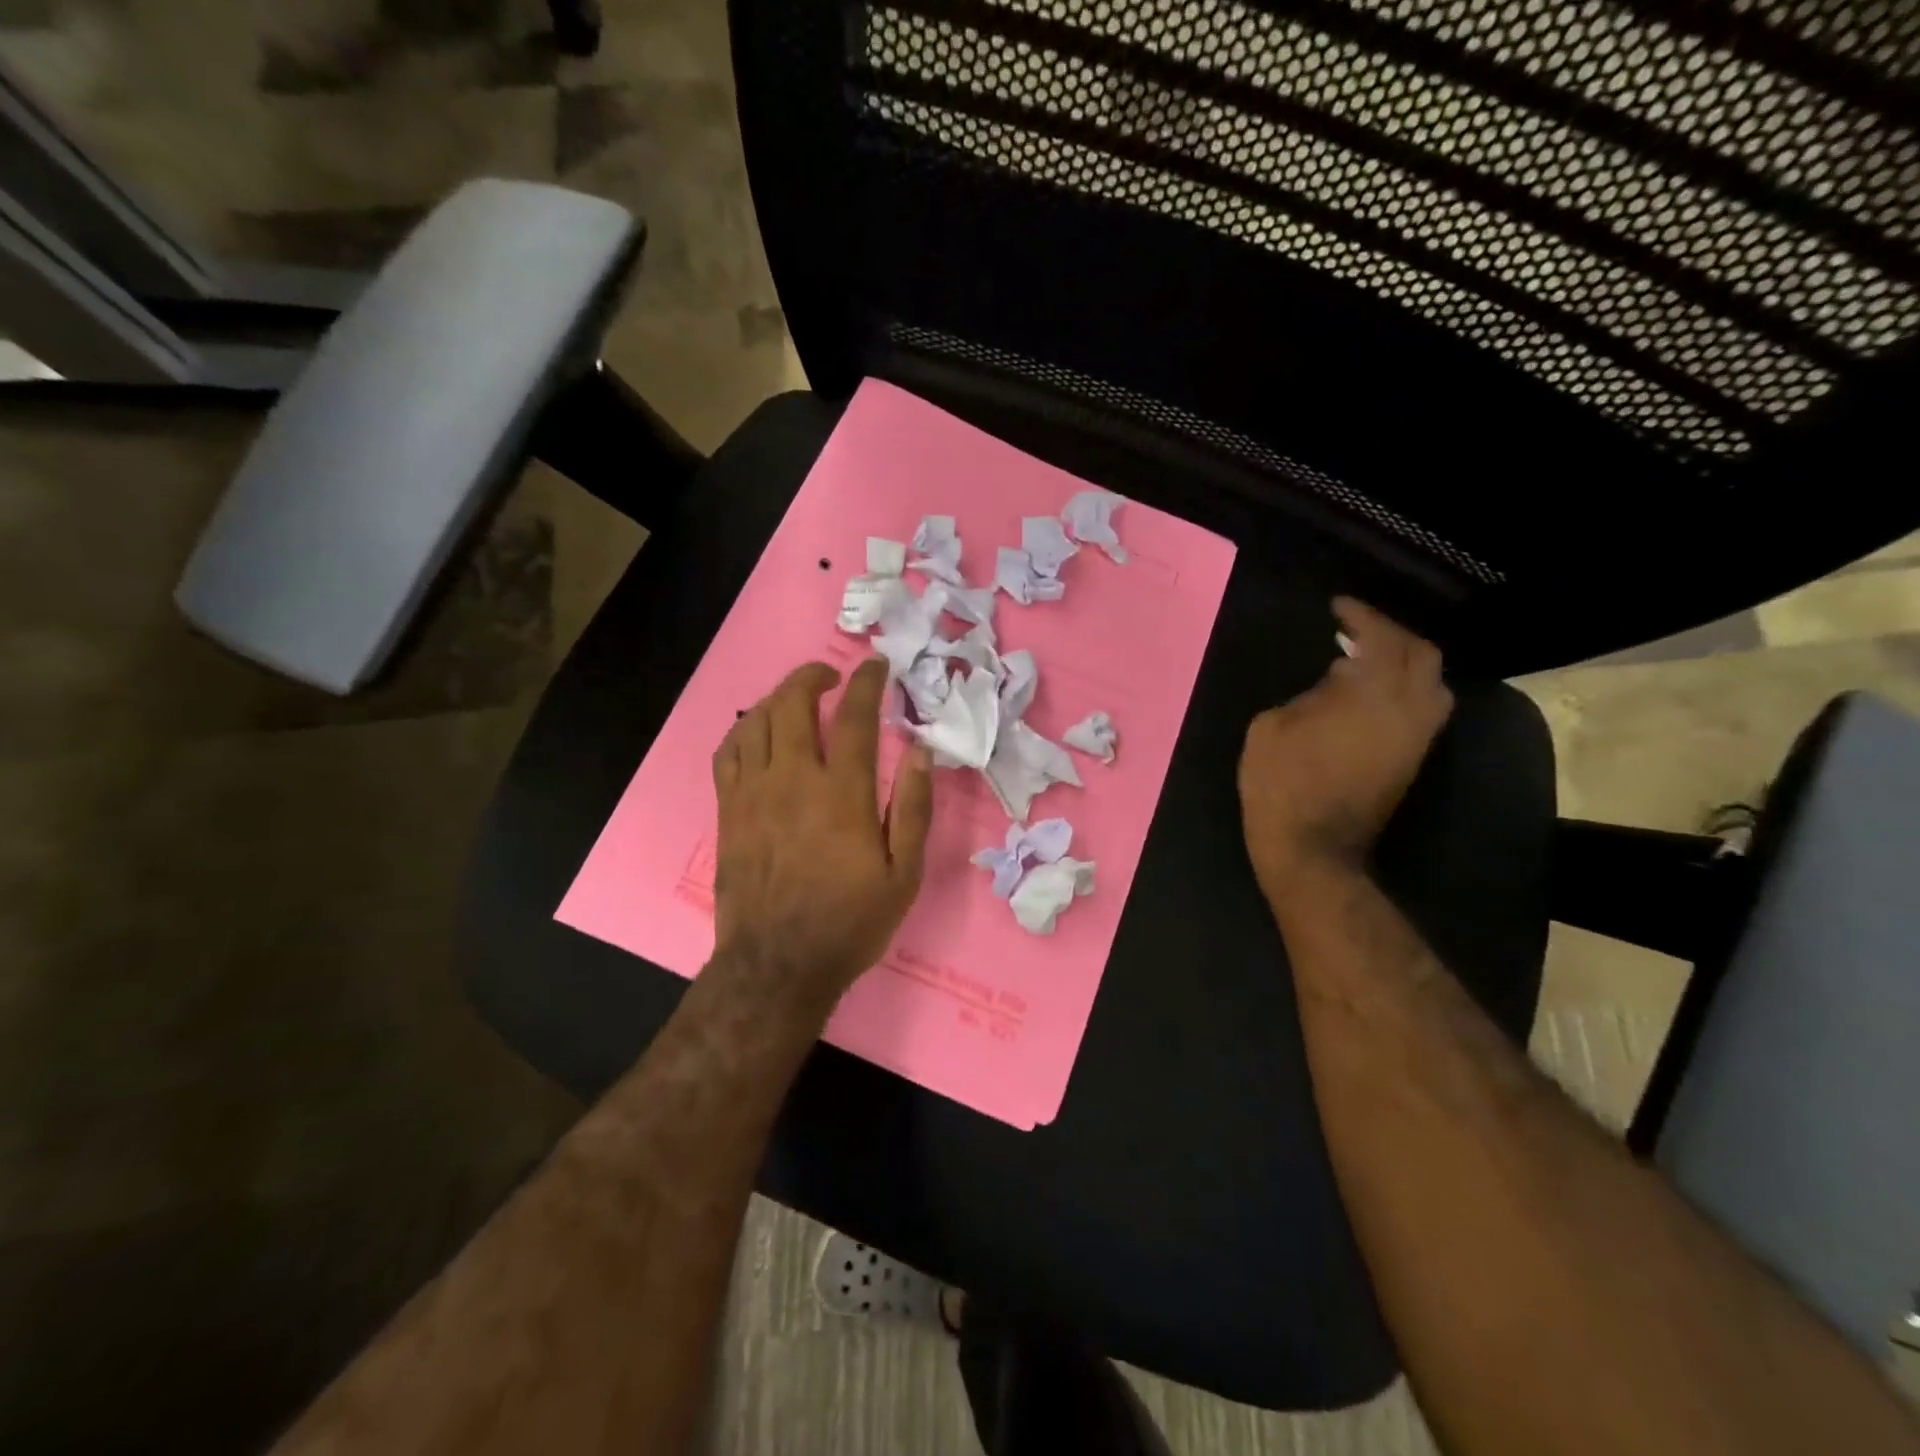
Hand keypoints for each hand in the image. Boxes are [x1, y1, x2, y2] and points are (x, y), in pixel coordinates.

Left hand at [711, 658, 932, 1006]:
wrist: (778, 964)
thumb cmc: (850, 921)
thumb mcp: (904, 874)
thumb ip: (914, 809)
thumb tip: (920, 752)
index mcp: (842, 793)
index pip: (854, 717)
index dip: (866, 682)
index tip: (875, 665)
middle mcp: (793, 780)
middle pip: (793, 704)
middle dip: (812, 677)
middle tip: (831, 677)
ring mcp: (753, 793)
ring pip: (755, 721)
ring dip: (777, 697)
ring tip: (796, 699)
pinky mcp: (729, 810)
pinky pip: (728, 752)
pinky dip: (743, 729)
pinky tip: (757, 732)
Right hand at [1238, 598, 1452, 906]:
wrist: (1312, 848)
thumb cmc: (1281, 784)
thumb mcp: (1271, 727)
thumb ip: (1308, 694)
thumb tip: (1336, 682)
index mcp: (1369, 695)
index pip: (1380, 639)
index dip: (1361, 616)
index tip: (1338, 607)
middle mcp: (1407, 710)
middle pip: (1421, 655)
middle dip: (1390, 634)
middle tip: (1356, 630)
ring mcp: (1417, 738)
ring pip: (1432, 683)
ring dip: (1405, 662)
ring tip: (1368, 660)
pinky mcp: (1413, 760)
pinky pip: (1423, 708)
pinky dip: (1404, 689)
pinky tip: (1371, 692)